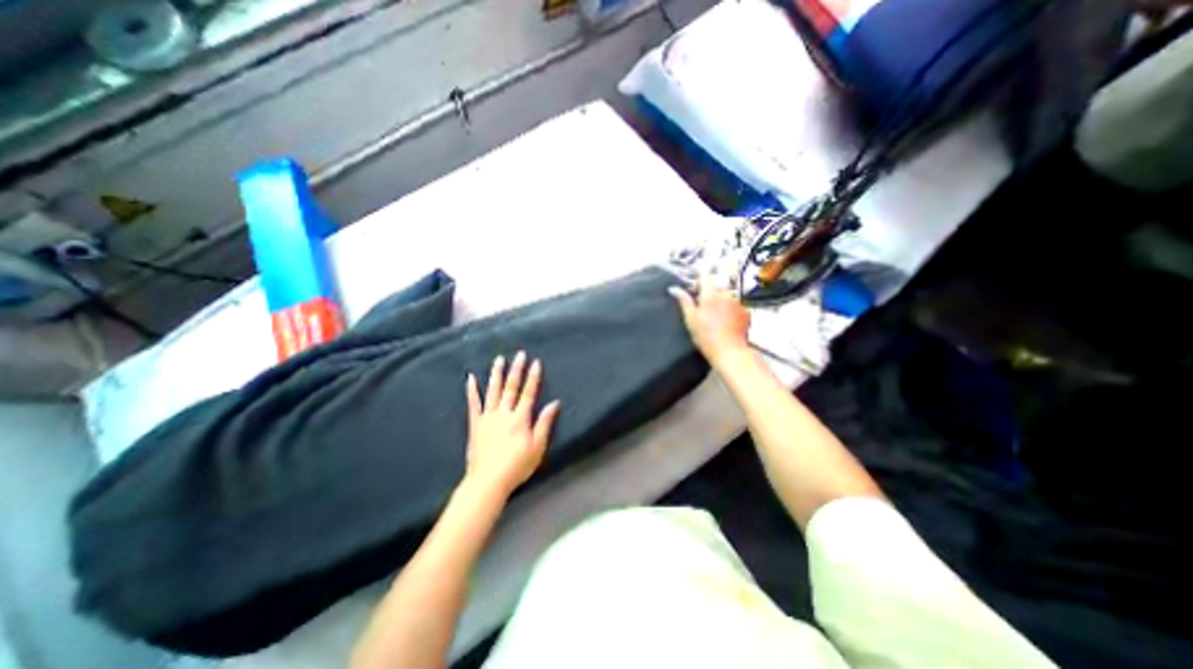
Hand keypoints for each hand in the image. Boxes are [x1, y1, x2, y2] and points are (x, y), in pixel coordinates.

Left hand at [463, 352, 562, 498]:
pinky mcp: (475, 424)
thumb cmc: (517, 465)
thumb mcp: (537, 447)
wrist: (488, 481)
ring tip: (499, 359)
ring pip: (493, 391)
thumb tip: (554, 403)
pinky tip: (470, 378)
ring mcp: (488, 417)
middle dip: (516, 369)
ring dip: (496, 374)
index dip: (533, 377)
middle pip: (511, 387)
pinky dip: (471, 390)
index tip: (536, 362)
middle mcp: (504, 413)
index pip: (529, 393)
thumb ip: (544, 423)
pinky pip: (473, 404)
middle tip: (519, 354)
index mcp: (520, 418)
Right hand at [668, 279, 748, 368]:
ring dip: (721, 301)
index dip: (698, 281)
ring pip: (727, 295)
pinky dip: (731, 310)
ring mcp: (738, 302)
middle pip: (717, 285)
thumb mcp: (690, 319)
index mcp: (711, 294)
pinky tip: (725, 322)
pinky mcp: (746, 312)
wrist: (729, 351)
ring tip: (715, 317)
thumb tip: (674, 289)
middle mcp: (726, 294)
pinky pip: (736, 305)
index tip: (694, 290)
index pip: (704, 276)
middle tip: (702, 306)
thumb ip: (683, 301)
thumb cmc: (707, 336)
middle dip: (710, 292)